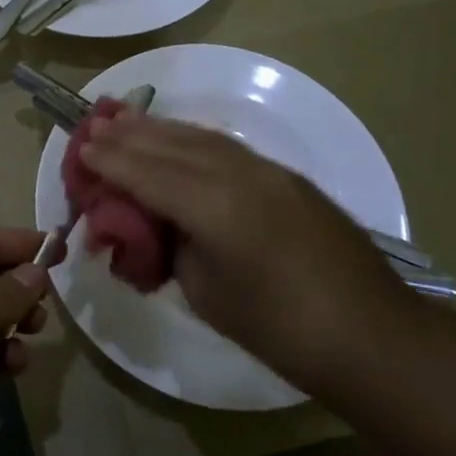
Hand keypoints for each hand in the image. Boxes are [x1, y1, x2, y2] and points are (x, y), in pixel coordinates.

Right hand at [78, 113, 400, 378]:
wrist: (373, 336)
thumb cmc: (281, 330)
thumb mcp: (207, 294)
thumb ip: (174, 247)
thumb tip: (156, 225)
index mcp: (215, 208)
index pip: (150, 174)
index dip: (112, 161)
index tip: (82, 147)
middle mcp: (241, 175)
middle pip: (173, 146)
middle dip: (130, 135)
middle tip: (94, 123)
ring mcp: (269, 172)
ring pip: (202, 139)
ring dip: (161, 129)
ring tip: (128, 119)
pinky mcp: (288, 178)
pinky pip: (227, 147)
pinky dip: (193, 139)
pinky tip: (180, 139)